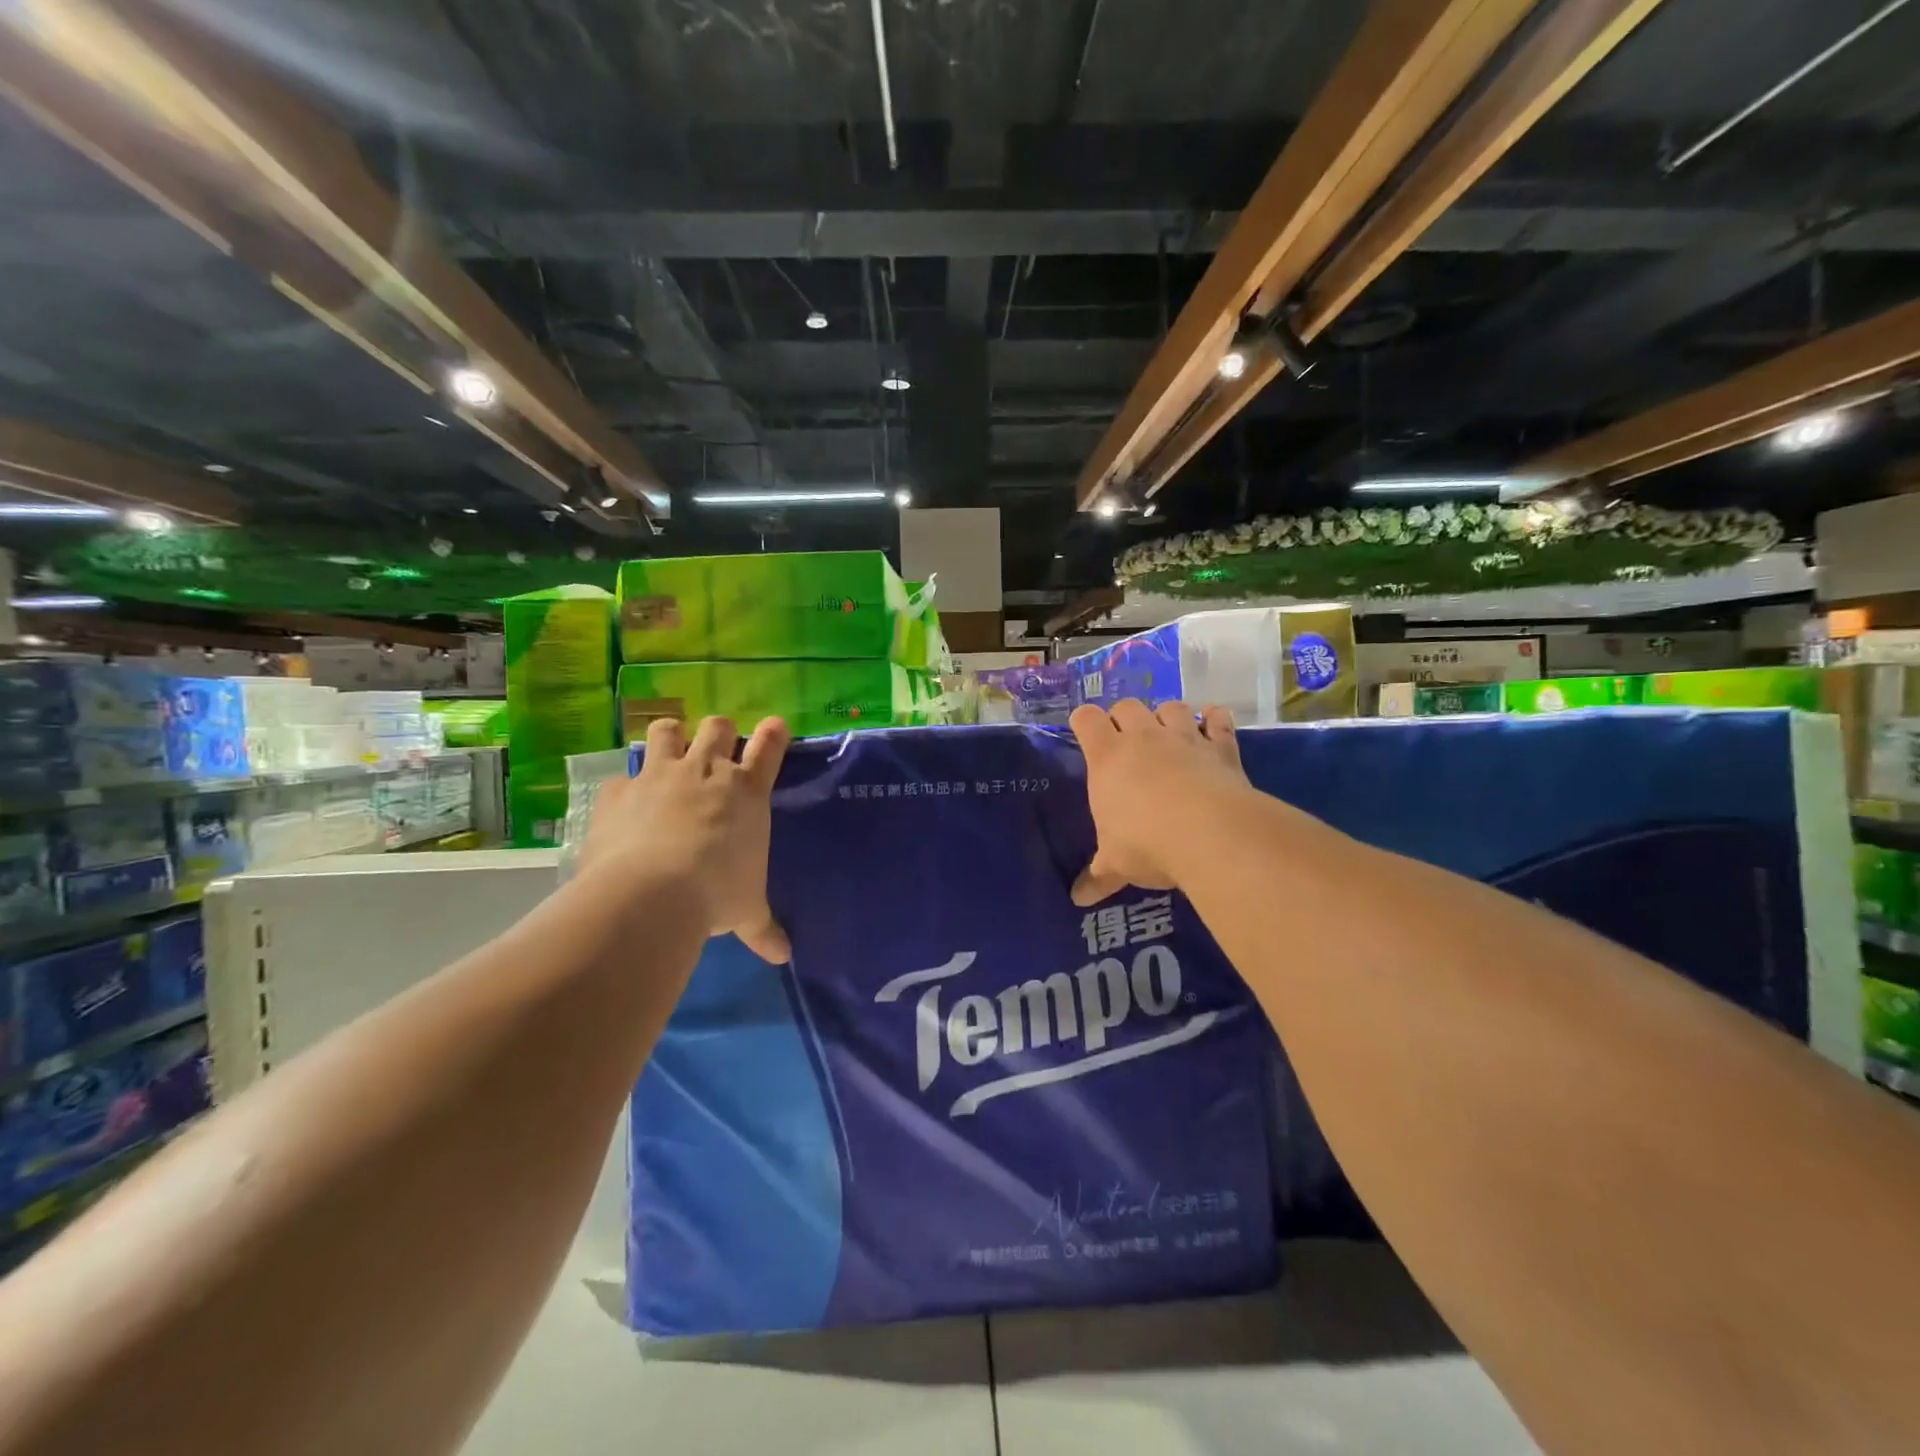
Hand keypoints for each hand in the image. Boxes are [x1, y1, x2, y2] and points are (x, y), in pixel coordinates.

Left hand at [581, 715, 792, 962]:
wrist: (652, 893)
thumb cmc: (717, 894)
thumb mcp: (747, 911)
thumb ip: (764, 928)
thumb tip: (783, 957)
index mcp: (747, 792)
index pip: (769, 748)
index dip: (774, 734)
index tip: (775, 726)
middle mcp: (706, 771)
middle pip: (718, 727)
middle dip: (719, 731)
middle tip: (715, 747)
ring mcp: (660, 775)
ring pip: (668, 729)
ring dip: (671, 736)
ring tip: (669, 750)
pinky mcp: (619, 791)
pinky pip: (623, 776)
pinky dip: (626, 787)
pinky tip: (624, 805)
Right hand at [1070, 699, 1247, 905]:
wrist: (1211, 835)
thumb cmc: (1147, 844)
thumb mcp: (1115, 864)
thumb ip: (1098, 876)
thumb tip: (1077, 899)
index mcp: (1108, 757)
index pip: (1086, 719)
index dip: (1083, 721)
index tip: (1085, 732)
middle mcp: (1144, 738)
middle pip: (1127, 706)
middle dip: (1124, 717)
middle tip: (1126, 741)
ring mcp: (1185, 738)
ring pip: (1171, 707)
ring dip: (1167, 716)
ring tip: (1167, 734)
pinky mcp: (1221, 748)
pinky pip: (1218, 720)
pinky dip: (1215, 719)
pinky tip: (1213, 723)